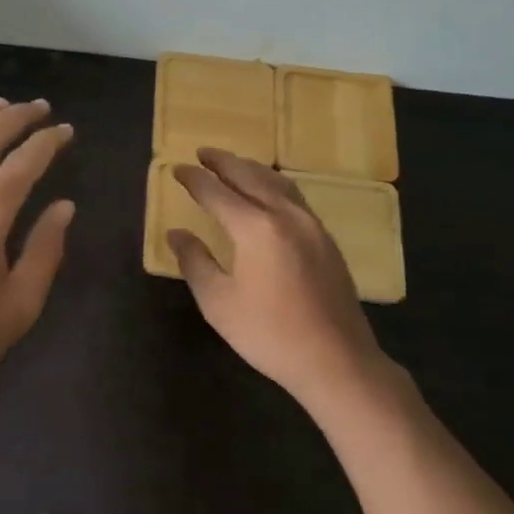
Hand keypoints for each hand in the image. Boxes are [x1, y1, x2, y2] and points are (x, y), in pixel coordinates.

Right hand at [169, 148, 393, 412]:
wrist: (336, 360)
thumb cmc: (268, 333)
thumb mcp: (218, 301)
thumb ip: (195, 261)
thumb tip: (177, 234)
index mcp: (256, 228)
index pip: (217, 193)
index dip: (195, 180)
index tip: (177, 170)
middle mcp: (286, 216)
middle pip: (251, 177)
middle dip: (224, 163)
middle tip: (203, 153)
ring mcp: (311, 226)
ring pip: (278, 183)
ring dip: (251, 169)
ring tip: (232, 164)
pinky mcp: (326, 240)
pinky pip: (294, 197)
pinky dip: (273, 185)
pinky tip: (268, 193)